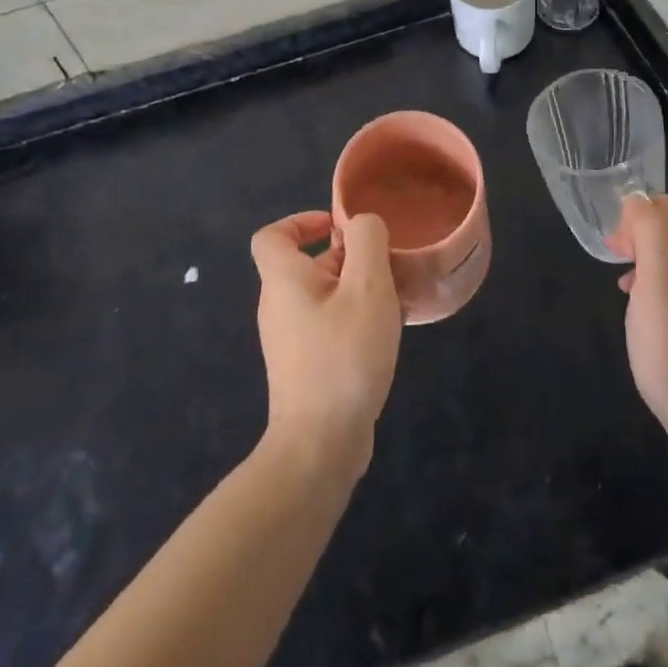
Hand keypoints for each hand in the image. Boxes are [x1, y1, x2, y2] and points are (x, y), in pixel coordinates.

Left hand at [250, 211, 401, 482]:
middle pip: (307, 263)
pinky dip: (354, 318)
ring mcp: (289, 339)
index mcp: (283, 280)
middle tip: (385, 266)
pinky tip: (386, 333)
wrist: (320, 445)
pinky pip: (328, 324)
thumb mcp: (367, 287)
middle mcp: (279, 306)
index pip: (273, 235)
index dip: (302, 221)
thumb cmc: (344, 355)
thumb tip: (361, 223)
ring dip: (357, 289)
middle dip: (348, 257)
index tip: (339, 227)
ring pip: (323, 295)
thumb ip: (367, 241)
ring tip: (394, 300)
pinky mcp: (304, 366)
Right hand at [610, 193, 667, 450]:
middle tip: (619, 259)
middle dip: (644, 229)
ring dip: (647, 253)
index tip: (619, 247)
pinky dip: (657, 276)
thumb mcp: (657, 290)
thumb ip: (651, 237)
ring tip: (626, 282)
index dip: (643, 213)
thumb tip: (639, 201)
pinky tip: (640, 303)